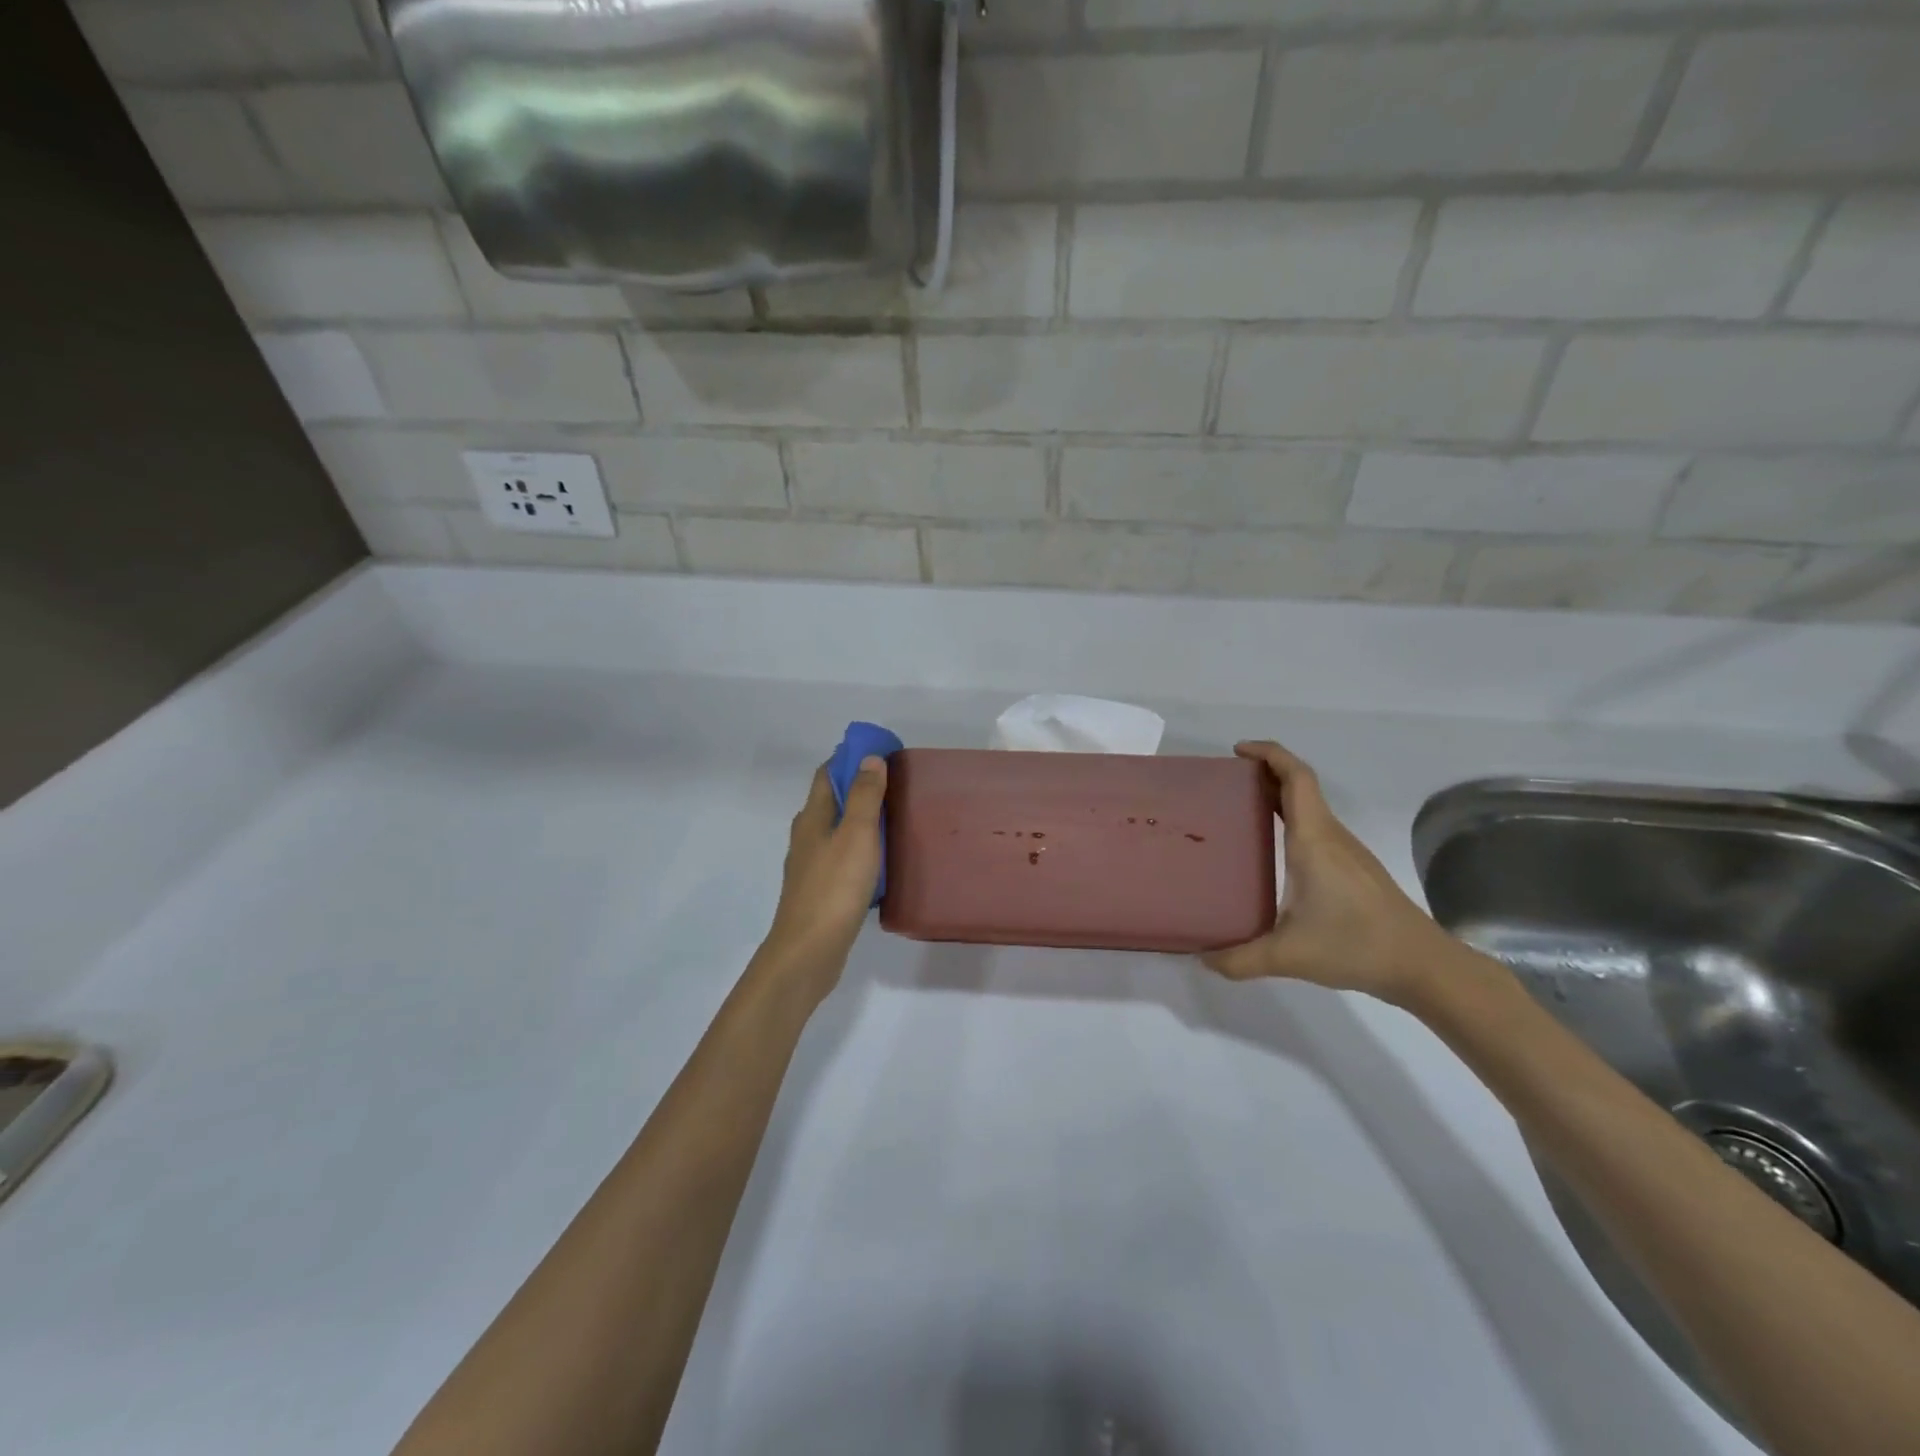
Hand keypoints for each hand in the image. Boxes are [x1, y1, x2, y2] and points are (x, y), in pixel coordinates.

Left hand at [755, 756, 888, 1000]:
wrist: (808, 951)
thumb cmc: (834, 887)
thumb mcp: (857, 835)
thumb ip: (865, 797)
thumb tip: (869, 758)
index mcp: (812, 818)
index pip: (826, 774)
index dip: (849, 759)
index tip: (880, 754)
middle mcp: (807, 837)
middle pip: (831, 802)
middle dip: (858, 788)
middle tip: (895, 786)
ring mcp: (811, 866)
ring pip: (837, 832)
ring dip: (861, 821)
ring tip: (895, 821)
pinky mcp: (820, 892)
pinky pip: (843, 860)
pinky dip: (861, 851)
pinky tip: (880, 863)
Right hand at [1202, 741, 1459, 1006]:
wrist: (1422, 965)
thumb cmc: (1355, 946)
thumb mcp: (1289, 955)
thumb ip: (1240, 959)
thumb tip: (1202, 959)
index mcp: (1313, 840)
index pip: (1296, 778)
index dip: (1269, 754)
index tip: (1238, 750)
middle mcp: (1330, 836)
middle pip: (1300, 786)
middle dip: (1265, 773)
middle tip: (1226, 782)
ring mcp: (1346, 851)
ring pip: (1310, 807)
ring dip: (1278, 797)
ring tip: (1240, 811)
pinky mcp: (1353, 868)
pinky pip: (1316, 827)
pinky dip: (1291, 820)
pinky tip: (1274, 849)